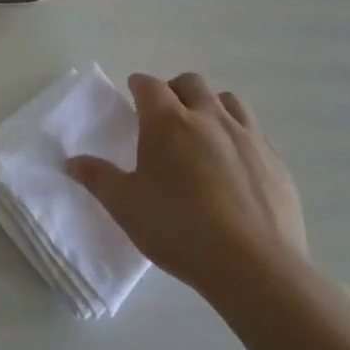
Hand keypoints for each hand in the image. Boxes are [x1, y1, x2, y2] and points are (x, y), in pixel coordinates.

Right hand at [69, 73, 304, 299]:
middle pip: (191, 83)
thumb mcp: (125, 205)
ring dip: (211, 106)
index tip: (132, 95)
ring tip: (202, 132)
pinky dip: (239, 135)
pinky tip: (234, 164)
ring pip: (229, 101)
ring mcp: (248, 137)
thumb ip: (97, 178)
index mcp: (167, 122)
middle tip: (165, 114)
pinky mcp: (276, 162)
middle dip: (175, 90)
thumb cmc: (178, 228)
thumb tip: (72, 162)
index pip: (149, 85)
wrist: (255, 266)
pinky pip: (255, 132)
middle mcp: (208, 118)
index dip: (138, 86)